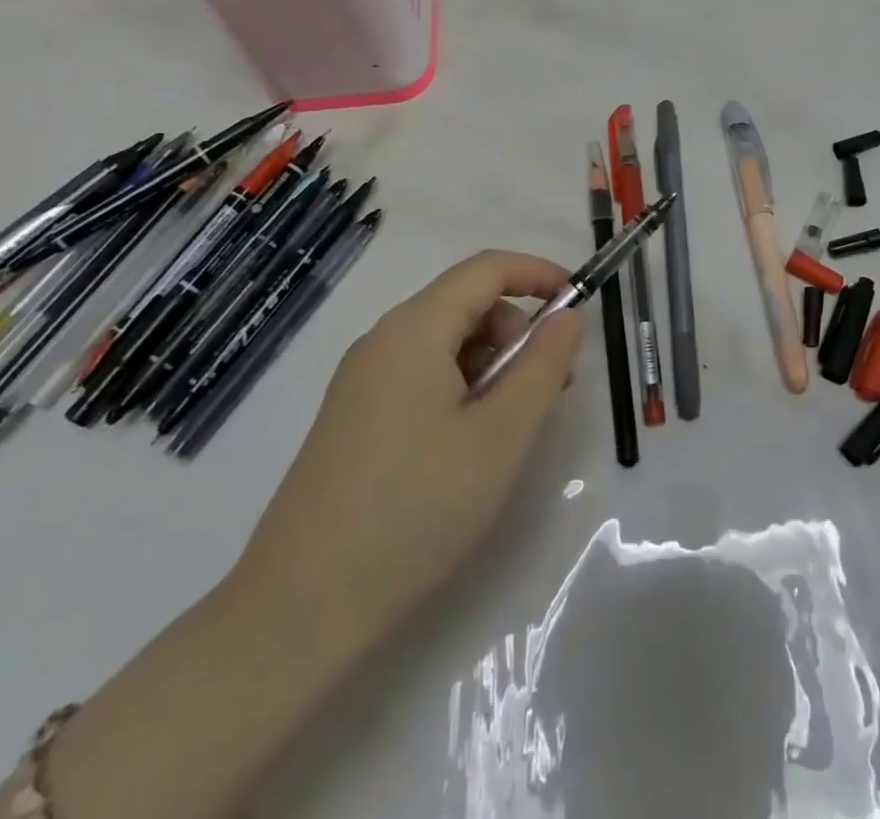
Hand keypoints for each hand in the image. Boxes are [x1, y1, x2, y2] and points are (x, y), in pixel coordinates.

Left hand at [229, 250, 582, 654]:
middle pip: (466, 304)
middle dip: (517, 331)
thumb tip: (568, 317)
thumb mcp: (501, 435)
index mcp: (414, 330)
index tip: (579, 302)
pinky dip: (461, 389)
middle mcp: (382, 341)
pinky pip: (421, 376)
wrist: (299, 611)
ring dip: (492, 364)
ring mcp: (362, 382)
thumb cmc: (415, 510)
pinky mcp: (353, 419)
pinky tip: (469, 445)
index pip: (486, 268)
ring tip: (510, 428)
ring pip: (445, 343)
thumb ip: (543, 366)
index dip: (538, 274)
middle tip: (549, 389)